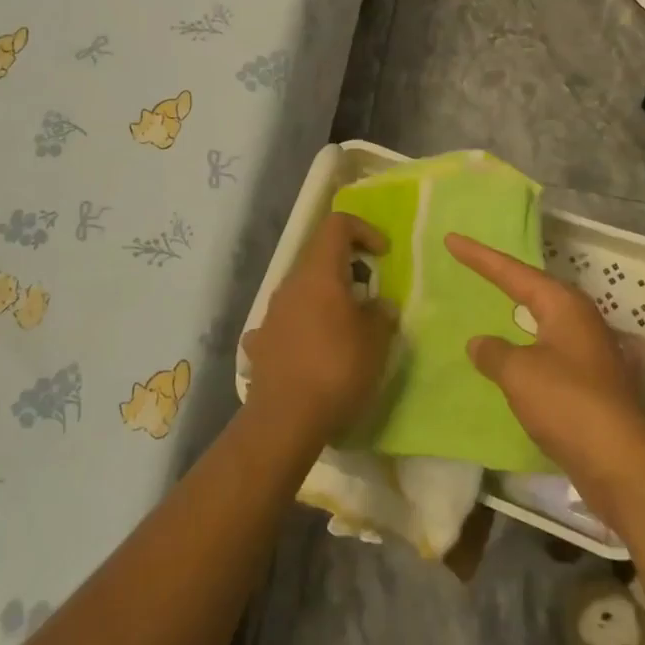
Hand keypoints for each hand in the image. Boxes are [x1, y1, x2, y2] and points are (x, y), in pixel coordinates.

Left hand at [242, 212, 394, 448]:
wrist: (284, 420)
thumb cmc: (337, 369)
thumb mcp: (376, 341)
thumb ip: (382, 314)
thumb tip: (380, 306)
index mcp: (320, 272)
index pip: (337, 224)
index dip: (364, 230)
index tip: (383, 256)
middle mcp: (291, 283)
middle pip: (319, 255)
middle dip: (348, 267)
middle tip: (370, 294)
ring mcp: (271, 312)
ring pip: (303, 288)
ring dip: (326, 296)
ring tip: (346, 327)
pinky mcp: (261, 341)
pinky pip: (287, 320)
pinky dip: (304, 324)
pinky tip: (313, 350)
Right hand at [448, 232, 644, 530]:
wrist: (621, 462)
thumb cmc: (568, 403)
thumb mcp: (519, 372)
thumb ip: (494, 352)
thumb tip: (479, 342)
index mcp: (563, 304)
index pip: (513, 272)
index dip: (479, 257)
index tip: (452, 239)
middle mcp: (579, 319)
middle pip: (532, 289)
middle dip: (502, 277)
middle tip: (471, 264)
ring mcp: (588, 351)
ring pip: (542, 320)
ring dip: (516, 312)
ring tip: (490, 303)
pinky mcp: (589, 383)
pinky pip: (546, 350)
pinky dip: (524, 345)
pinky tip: (510, 356)